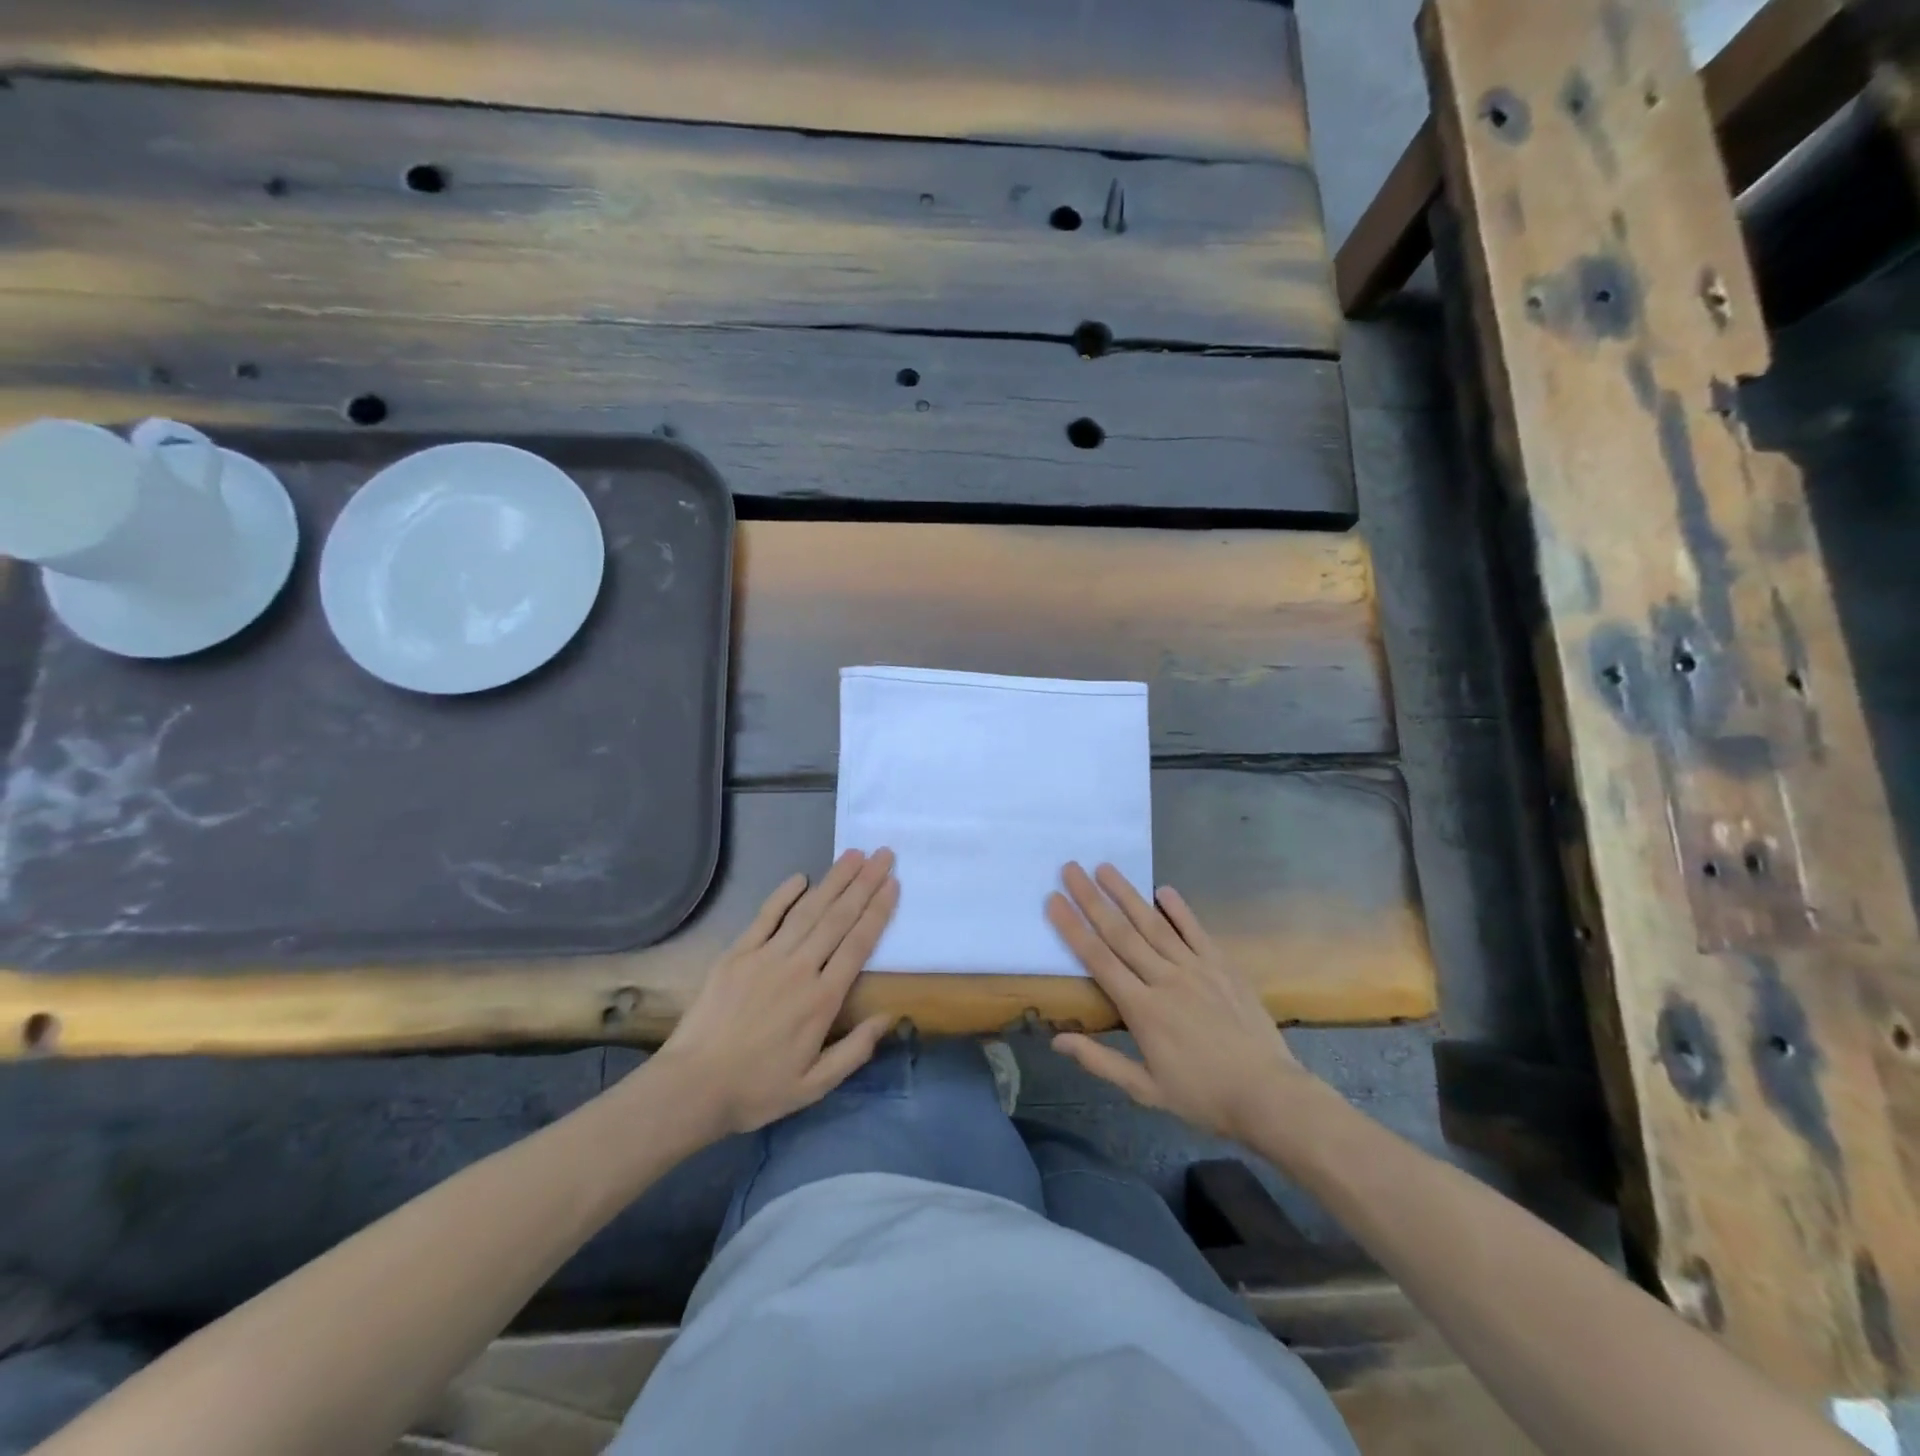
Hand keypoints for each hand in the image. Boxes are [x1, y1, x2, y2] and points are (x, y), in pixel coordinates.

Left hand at [651, 848, 898, 1137]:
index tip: (893, 884)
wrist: (692, 1087)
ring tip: (854, 855)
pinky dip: (784, 894)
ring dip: (833, 881)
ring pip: (808, 910)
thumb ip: (855, 1050)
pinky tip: (802, 877)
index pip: (858, 944)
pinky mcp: (737, 954)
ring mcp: (766, 957)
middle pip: (838, 918)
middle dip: (864, 884)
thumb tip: (890, 1016)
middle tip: (883, 855)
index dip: (878, 911)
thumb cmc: (757, 1089)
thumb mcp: (814, 1085)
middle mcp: (799, 969)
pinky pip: (765, 917)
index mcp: (822, 1000)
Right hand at [1046, 862, 1313, 1141]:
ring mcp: (1196, 969)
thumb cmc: (1203, 1096)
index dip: (1073, 928)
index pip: (1098, 960)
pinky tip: (1163, 889)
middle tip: (1070, 869)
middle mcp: (1165, 979)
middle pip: (1121, 933)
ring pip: (1154, 924)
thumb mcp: (1145, 1089)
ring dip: (1127, 894)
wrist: (1269, 1095)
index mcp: (1142, 1009)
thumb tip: (1057, 1041)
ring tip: (1105, 868)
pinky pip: (1196, 931)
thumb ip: (1100, 1061)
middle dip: (1092, 899)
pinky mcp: (1222, 966)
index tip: (1053, 900)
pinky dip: (1179, 909)